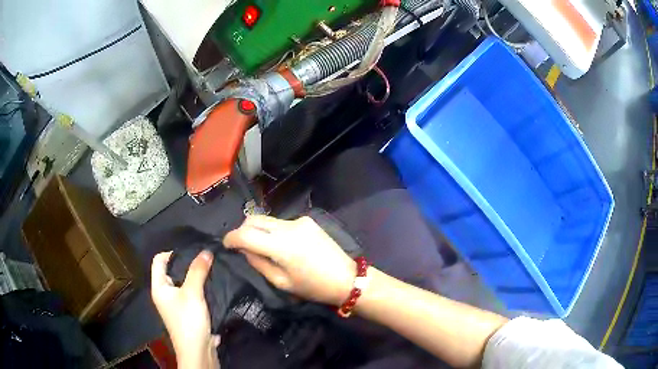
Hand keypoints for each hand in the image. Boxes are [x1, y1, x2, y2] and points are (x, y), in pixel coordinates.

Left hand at [151, 251, 219, 368]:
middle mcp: (165, 294)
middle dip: (187, 264)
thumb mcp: (193, 293)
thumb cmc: (188, 320)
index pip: (158, 260)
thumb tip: (206, 251)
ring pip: (183, 283)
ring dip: (195, 276)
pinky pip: (191, 294)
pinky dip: (199, 288)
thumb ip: (198, 271)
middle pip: (172, 271)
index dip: (172, 252)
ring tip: (210, 268)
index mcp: (159, 287)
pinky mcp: (187, 313)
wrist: (198, 351)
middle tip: (204, 257)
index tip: (191, 251)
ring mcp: (176, 305)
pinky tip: (212, 285)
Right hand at [224, 215, 355, 305]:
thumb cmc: (313, 287)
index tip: (226, 245)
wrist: (346, 278)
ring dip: (258, 230)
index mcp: (281, 246)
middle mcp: (288, 227)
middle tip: (241, 246)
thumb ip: (258, 263)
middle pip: (254, 219)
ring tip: (260, 246)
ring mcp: (299, 220)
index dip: (231, 238)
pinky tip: (280, 245)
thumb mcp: (281, 282)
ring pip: (267, 219)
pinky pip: (281, 222)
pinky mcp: (308, 220)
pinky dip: (273, 231)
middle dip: (242, 230)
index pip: (246, 233)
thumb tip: (244, 249)